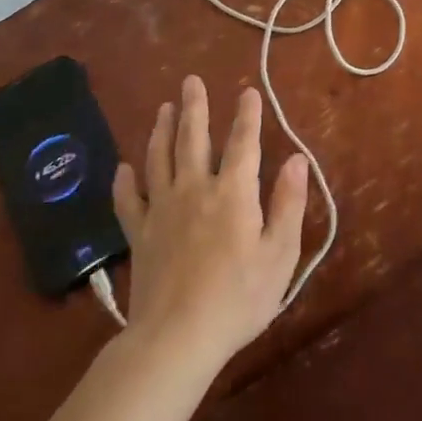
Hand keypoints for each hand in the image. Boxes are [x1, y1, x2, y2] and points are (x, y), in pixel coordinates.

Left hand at [113, 76, 308, 368]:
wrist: (176, 339)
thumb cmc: (238, 298)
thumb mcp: (280, 253)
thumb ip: (289, 202)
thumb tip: (297, 159)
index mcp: (233, 193)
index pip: (243, 143)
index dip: (247, 115)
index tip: (248, 91)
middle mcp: (195, 190)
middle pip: (192, 139)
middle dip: (194, 107)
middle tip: (190, 81)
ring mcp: (162, 211)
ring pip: (159, 159)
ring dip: (161, 130)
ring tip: (163, 108)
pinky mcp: (140, 235)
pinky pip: (128, 200)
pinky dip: (125, 181)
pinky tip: (124, 167)